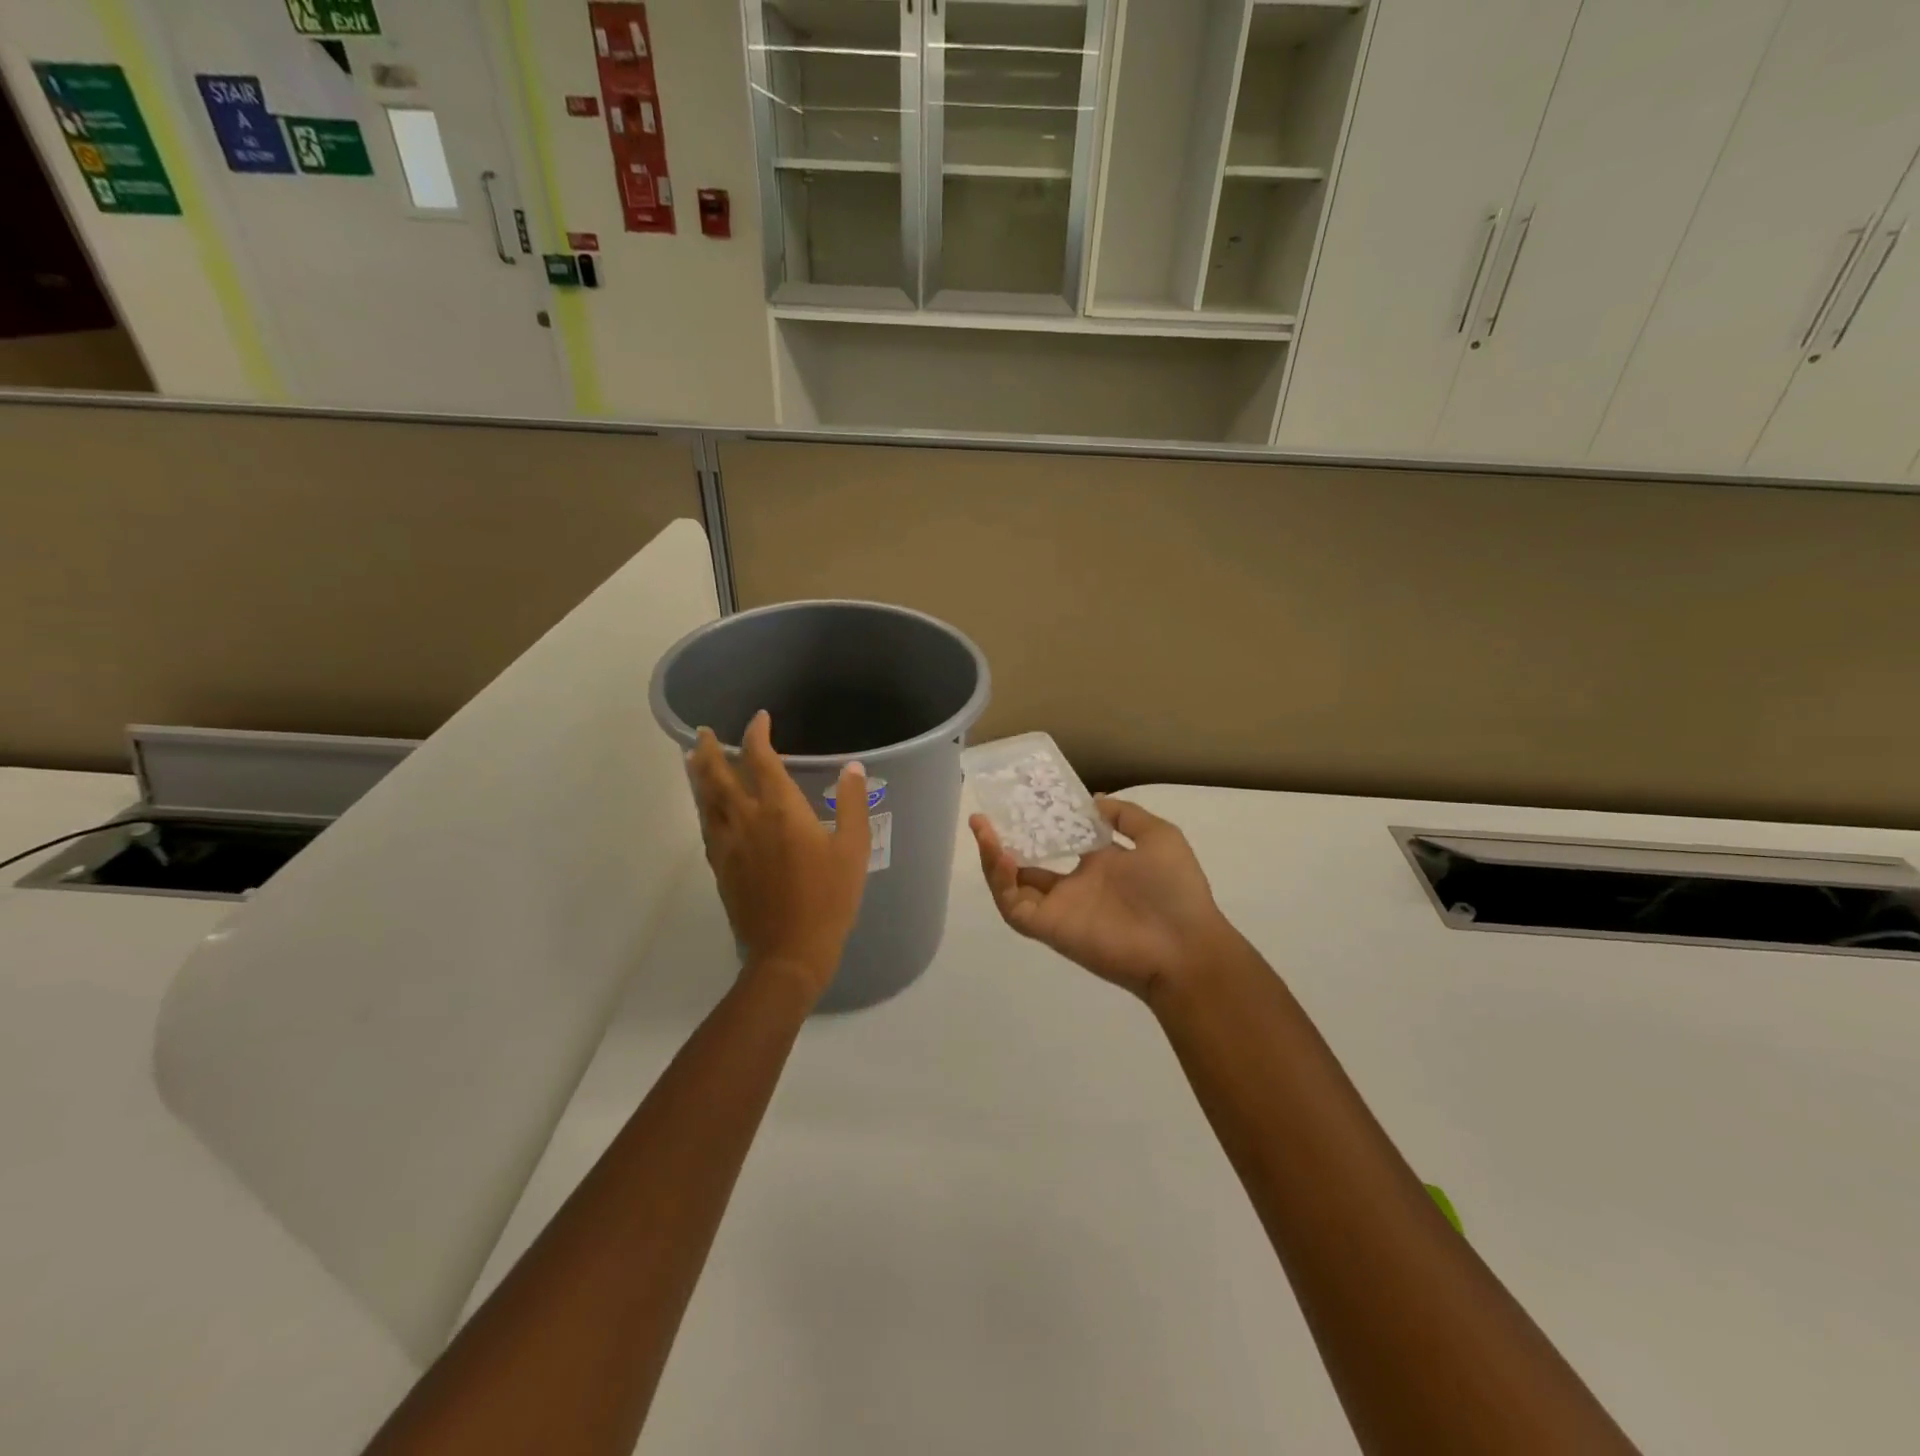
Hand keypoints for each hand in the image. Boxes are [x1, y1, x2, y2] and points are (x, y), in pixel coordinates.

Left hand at [689, 711, 870, 1001]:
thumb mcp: (853, 849)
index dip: (757, 735)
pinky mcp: (721, 867)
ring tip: (692, 758)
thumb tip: (852, 768)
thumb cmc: (829, 898)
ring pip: (706, 801)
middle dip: (711, 750)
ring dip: (698, 775)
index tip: (759, 719)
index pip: (761, 760)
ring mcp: (729, 845)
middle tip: (703, 732)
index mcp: (781, 811)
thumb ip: (852, 804)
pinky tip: (705, 808)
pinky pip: (706, 827)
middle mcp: (748, 820)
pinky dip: (703, 808)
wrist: (790, 951)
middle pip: (719, 777)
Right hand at [971, 797, 1238, 1004]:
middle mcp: (1074, 887)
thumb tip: (1093, 801)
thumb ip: (1126, 816)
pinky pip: (1015, 908)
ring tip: (982, 829)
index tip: (1020, 800)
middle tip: (984, 818)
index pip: (1057, 843)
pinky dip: (1001, 884)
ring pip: (1012, 886)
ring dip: (993, 859)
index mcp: (1098, 867)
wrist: (1184, 947)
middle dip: (1001, 843)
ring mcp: (1059, 909)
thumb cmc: (1175, 891)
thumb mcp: (1159, 837)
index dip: (1036, 824)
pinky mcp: (1049, 928)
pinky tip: (1001, 855)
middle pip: (1025, 865)